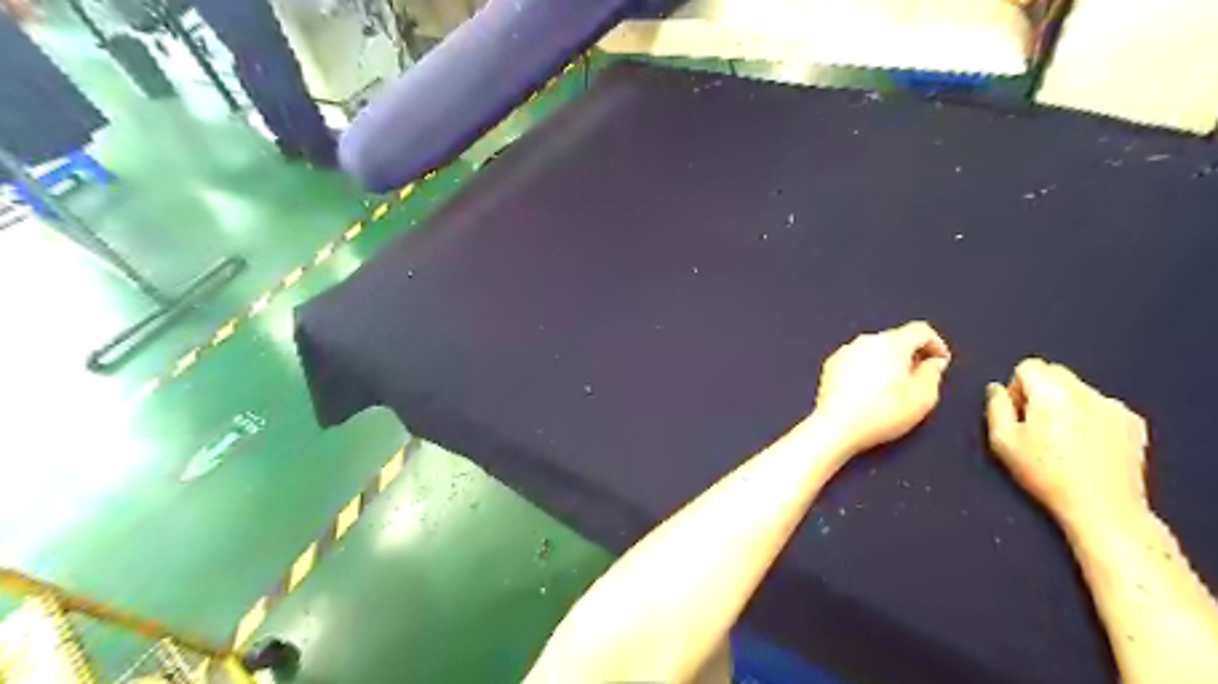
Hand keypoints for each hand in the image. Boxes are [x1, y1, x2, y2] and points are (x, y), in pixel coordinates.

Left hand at [813, 322, 956, 454]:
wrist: (838, 426)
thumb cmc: (880, 413)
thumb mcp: (923, 397)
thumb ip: (933, 373)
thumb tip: (933, 363)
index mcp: (892, 343)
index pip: (921, 330)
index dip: (936, 344)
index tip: (940, 361)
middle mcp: (867, 341)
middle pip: (896, 339)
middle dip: (911, 354)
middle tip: (919, 377)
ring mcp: (846, 351)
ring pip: (875, 349)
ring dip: (887, 362)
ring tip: (893, 388)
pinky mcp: (831, 365)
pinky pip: (857, 360)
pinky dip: (867, 369)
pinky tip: (869, 391)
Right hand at [983, 360, 1148, 527]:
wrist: (1102, 507)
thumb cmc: (1046, 474)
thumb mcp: (1002, 441)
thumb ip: (995, 406)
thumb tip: (996, 389)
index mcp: (1051, 392)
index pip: (1028, 366)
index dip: (1017, 387)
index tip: (1018, 413)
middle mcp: (1085, 392)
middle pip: (1055, 372)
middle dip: (1041, 391)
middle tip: (1036, 424)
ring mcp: (1114, 406)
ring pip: (1079, 390)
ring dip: (1065, 404)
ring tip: (1062, 439)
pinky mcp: (1133, 423)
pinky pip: (1102, 406)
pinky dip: (1090, 417)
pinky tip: (1086, 445)